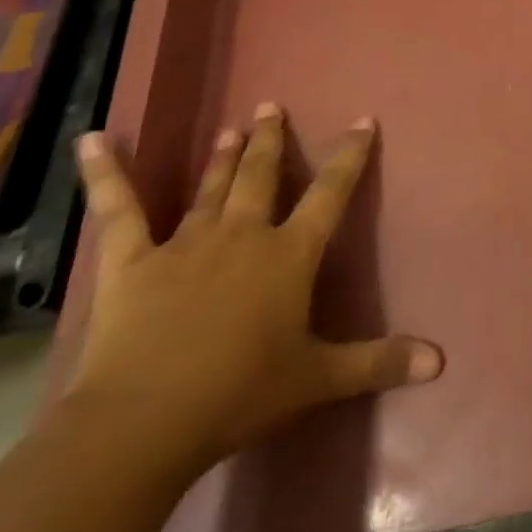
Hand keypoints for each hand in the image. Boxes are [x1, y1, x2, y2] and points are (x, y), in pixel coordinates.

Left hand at [67, 103, 441, 475]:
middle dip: (271, 140)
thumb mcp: (319, 379)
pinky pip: (117, 212)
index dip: (350, 155)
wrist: (143, 425)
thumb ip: (379, 362)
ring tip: (231, 127)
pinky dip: (103, 175)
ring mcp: (186, 244)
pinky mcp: (131, 263)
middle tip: (271, 106)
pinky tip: (90, 140)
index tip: (362, 120)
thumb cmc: (239, 394)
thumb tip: (441, 361)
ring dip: (223, 157)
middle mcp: (244, 235)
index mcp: (290, 254)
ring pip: (210, 188)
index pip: (331, 192)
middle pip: (262, 176)